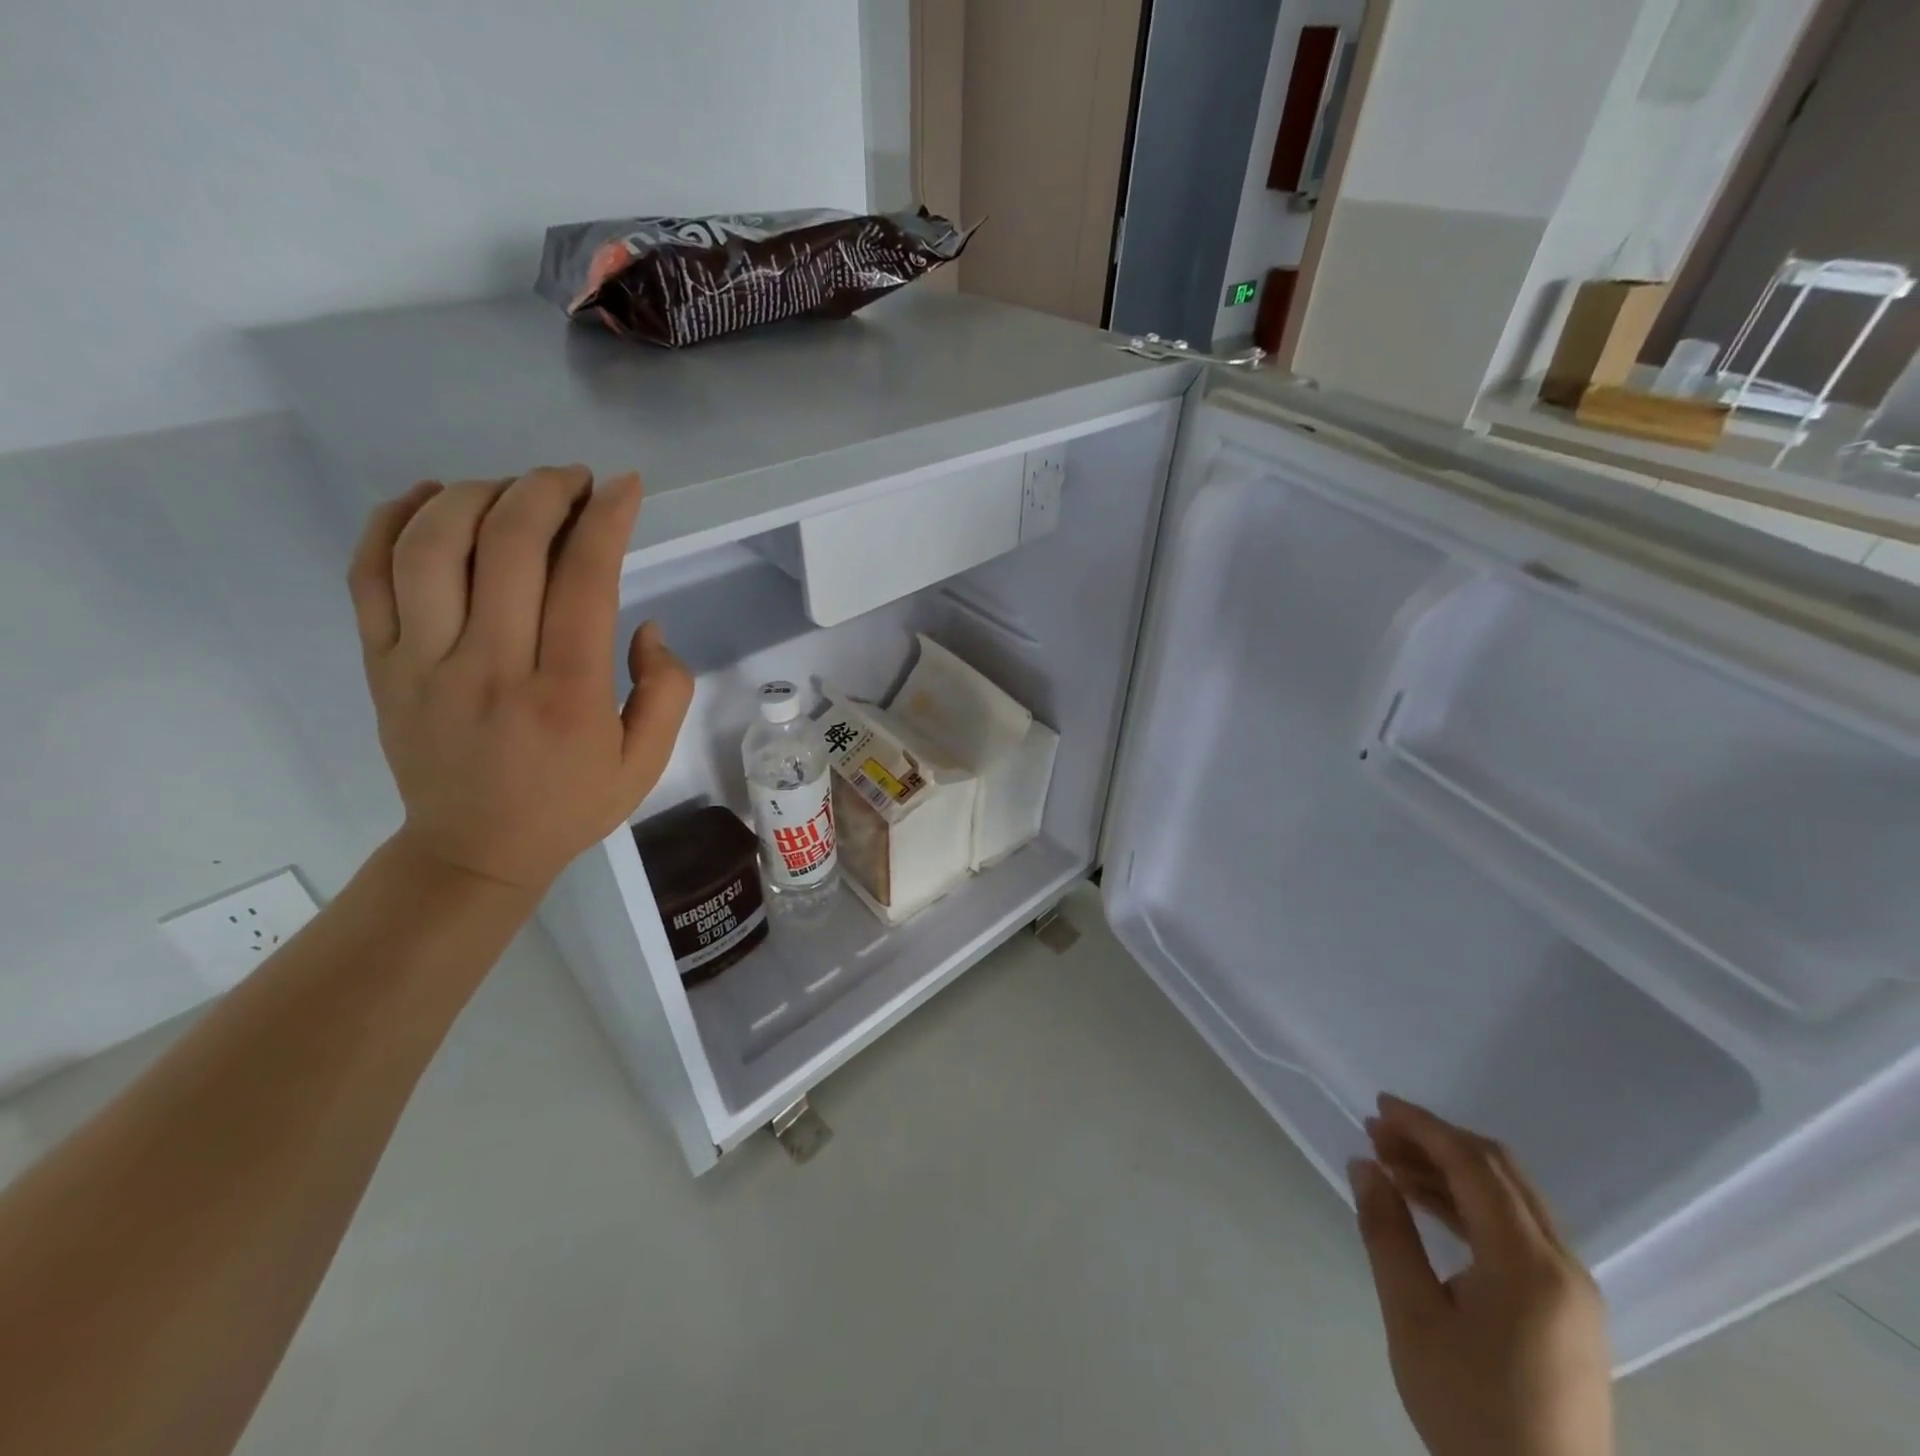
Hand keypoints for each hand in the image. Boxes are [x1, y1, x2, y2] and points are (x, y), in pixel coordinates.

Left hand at [348, 465, 693, 892]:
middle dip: (547, 490)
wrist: (474, 851)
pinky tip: (433, 497)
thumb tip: (646, 626)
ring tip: (514, 487)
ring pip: (433, 546)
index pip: (585, 579)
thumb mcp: (646, 763)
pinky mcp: (382, 664)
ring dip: (478, 494)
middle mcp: (492, 667)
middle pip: (508, 546)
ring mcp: (424, 663)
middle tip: (574, 479)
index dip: (607, 519)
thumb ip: (666, 692)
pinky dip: (394, 519)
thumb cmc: (571, 805)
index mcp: (567, 694)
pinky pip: (369, 574)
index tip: (624, 487)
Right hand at [1350, 1095, 1612, 1455]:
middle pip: (1500, 1172)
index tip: (1377, 1107)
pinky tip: (1427, 1206)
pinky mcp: (1568, 1311)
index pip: (1474, 1166)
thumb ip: (1387, 1231)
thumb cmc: (1470, 1410)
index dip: (1423, 1127)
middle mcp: (1564, 1266)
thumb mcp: (1412, 1318)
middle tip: (1377, 1133)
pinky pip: (1517, 1231)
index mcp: (1530, 1265)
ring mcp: (1573, 1290)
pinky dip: (1470, 1205)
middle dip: (1435, 1142)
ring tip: (1390, 1164)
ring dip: (1450, 1171)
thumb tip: (1363, 1164)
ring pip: (1510, 1198)